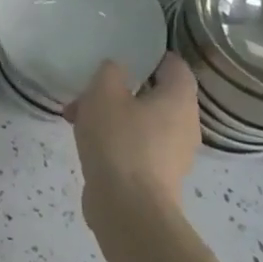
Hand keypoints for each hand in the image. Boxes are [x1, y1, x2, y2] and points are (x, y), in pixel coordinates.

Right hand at [65, 53, 199, 217]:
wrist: (128, 209)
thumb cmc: (120, 141)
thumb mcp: (104, 93)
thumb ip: (110, 72)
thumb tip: (117, 71)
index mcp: (179, 99)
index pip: (175, 66)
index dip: (153, 55)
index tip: (127, 52)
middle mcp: (185, 125)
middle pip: (155, 95)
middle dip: (121, 89)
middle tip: (93, 87)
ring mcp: (173, 155)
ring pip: (142, 122)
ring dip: (112, 115)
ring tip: (77, 116)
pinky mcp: (157, 178)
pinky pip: (136, 146)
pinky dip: (115, 139)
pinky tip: (87, 142)